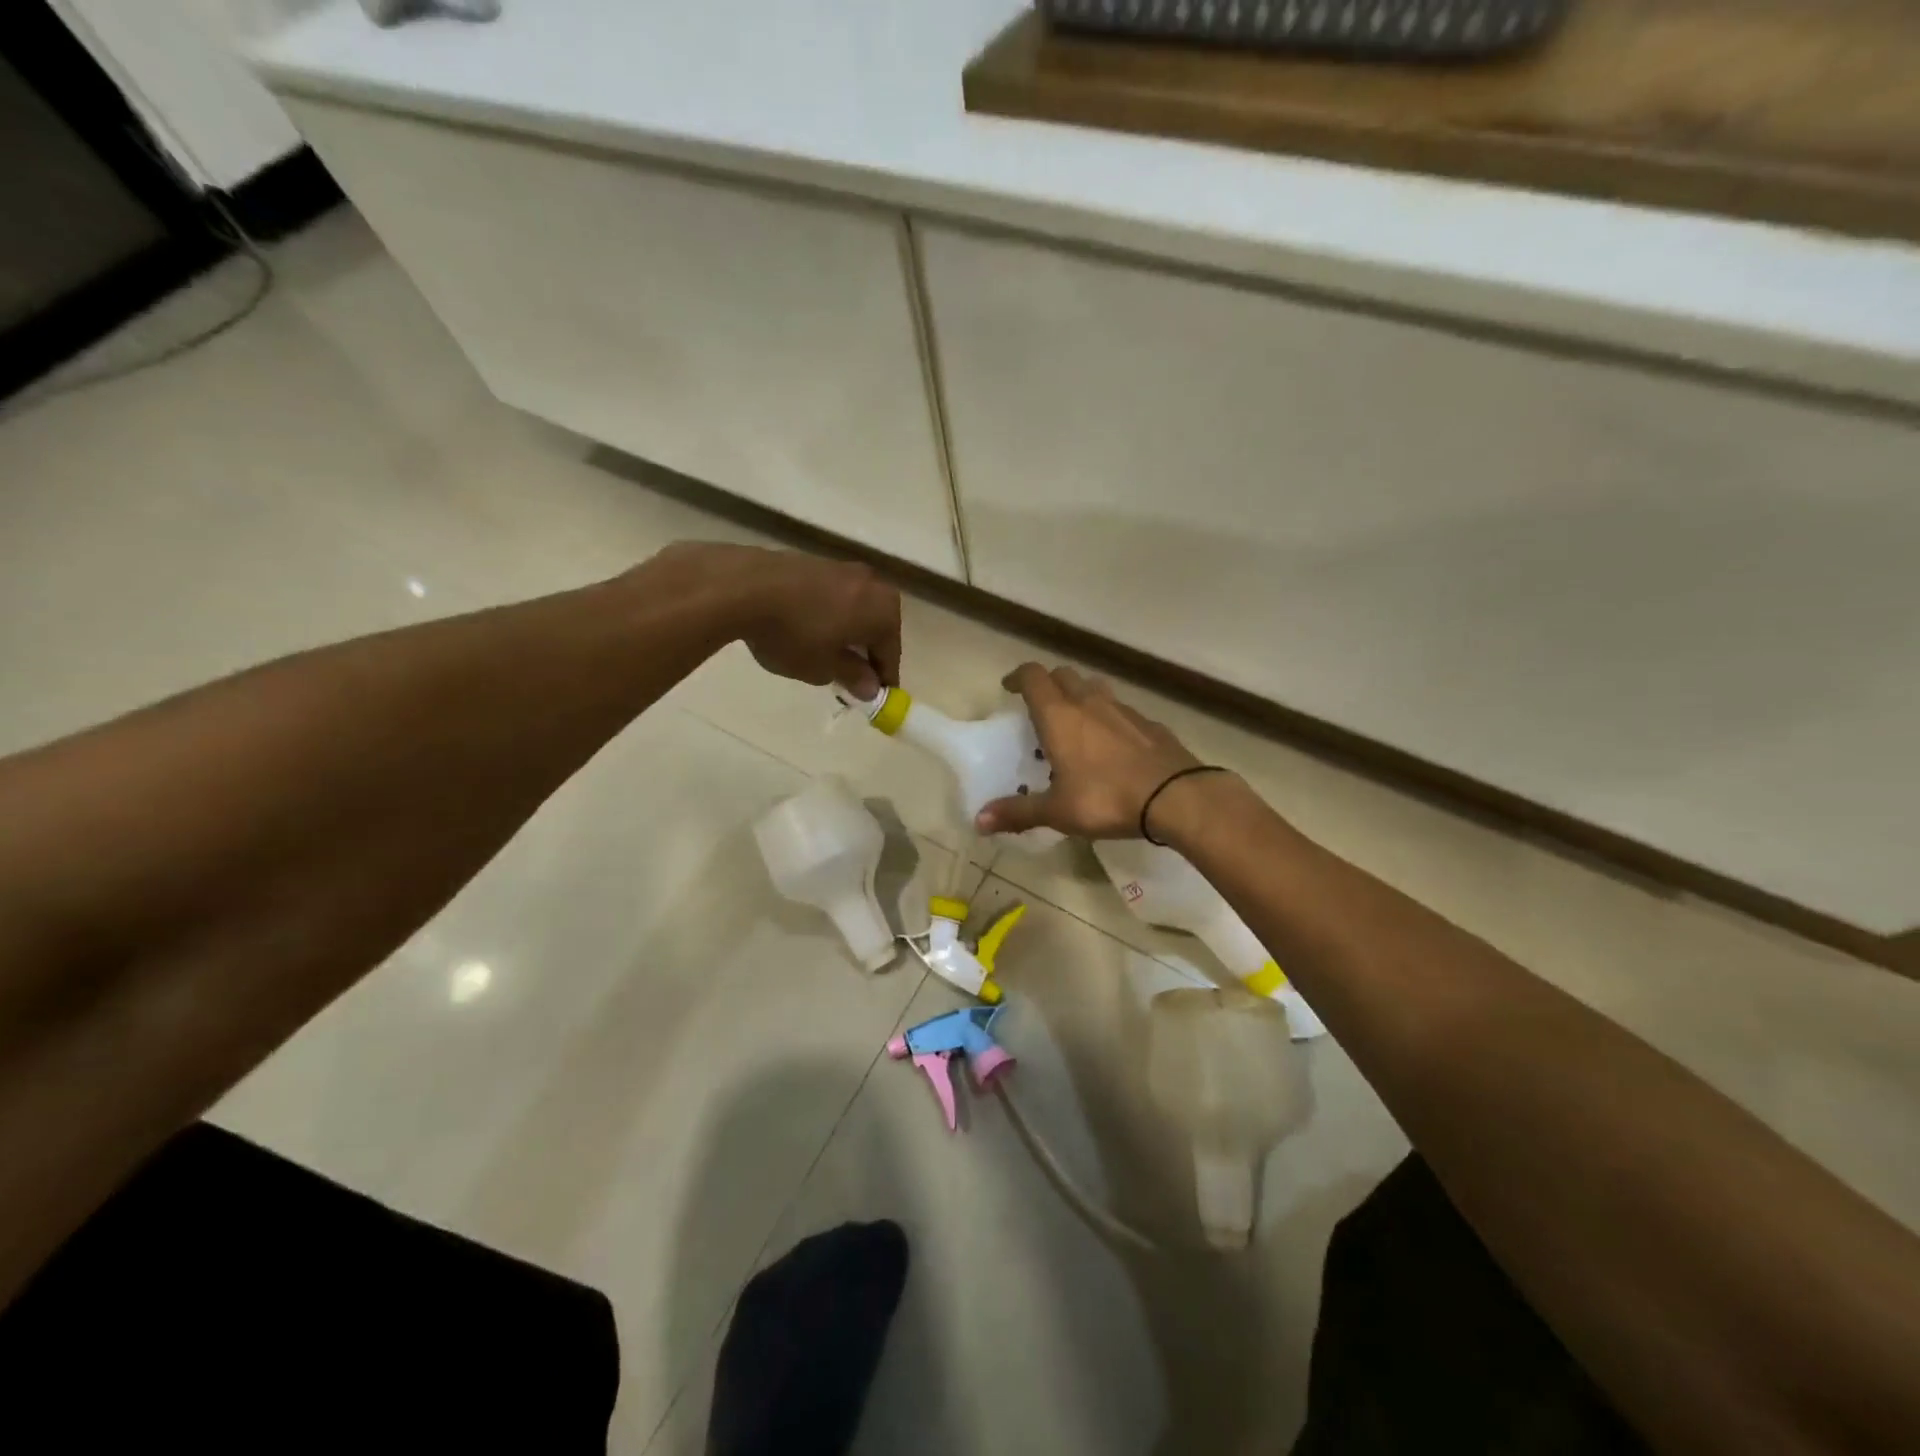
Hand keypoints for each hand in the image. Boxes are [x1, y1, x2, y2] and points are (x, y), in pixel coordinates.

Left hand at [639, 543, 901, 696]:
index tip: (875, 698)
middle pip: (877, 626)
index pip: (891, 653)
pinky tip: (807, 629)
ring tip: (826, 653)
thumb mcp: (823, 667)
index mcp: (884, 611)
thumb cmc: (793, 634)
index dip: (883, 679)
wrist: (743, 586)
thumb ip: (852, 676)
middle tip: (851, 677)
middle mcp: (872, 584)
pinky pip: (833, 597)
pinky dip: (829, 615)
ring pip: (855, 609)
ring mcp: (843, 569)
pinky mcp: (815, 562)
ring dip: (847, 632)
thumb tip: (871, 687)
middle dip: (866, 652)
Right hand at [976, 663, 1203, 838]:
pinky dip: (1108, 717)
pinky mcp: (1150, 723)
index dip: (1018, 677)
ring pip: (1094, 688)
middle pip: (1063, 675)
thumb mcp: (1058, 811)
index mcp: (1060, 715)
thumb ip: (1018, 813)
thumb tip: (979, 820)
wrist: (1176, 796)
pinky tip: (1111, 744)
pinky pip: (1121, 710)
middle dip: (1047, 684)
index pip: (1033, 676)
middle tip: (1039, 707)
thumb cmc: (1106, 798)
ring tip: (1074, 721)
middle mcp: (1089, 702)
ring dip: (1079, 695)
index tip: (1008, 688)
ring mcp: (1124, 710)